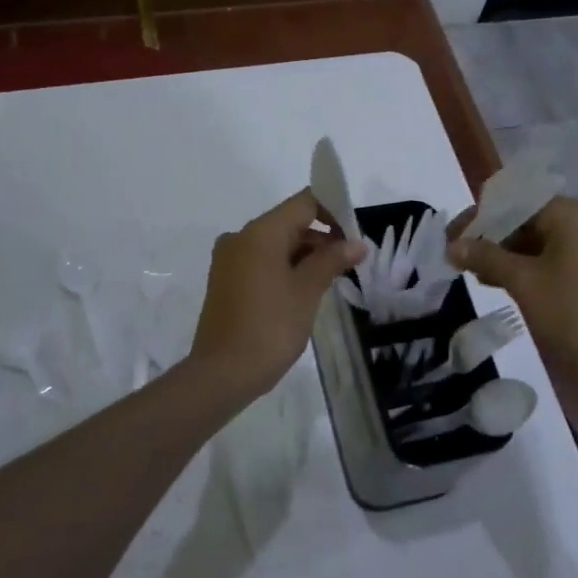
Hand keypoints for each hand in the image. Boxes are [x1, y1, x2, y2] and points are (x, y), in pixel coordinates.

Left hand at [185, 190, 366, 406]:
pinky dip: (285, 267)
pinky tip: (305, 290)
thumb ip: (332, 260)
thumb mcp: (307, 291)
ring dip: (305, 254)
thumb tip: (356, 243)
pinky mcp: (225, 280)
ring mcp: (229, 259)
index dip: (333, 212)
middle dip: (321, 237)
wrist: (222, 373)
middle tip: (351, 262)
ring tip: (332, 279)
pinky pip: (261, 261)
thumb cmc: (270, 327)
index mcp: (260, 232)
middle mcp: (240, 237)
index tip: (355, 235)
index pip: (304, 203)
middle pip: (289, 222)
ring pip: (275, 243)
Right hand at [446, 195, 577, 380]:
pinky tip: (512, 284)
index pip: (515, 202)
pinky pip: (562, 255)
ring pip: (545, 239)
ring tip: (483, 276)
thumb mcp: (522, 282)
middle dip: (495, 238)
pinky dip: (535, 265)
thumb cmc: (573, 312)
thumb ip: (485, 257)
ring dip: (512, 254)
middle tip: (465, 260)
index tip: (454, 240)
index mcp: (573, 213)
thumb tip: (452, 246)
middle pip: (530, 218)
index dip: (480, 219)